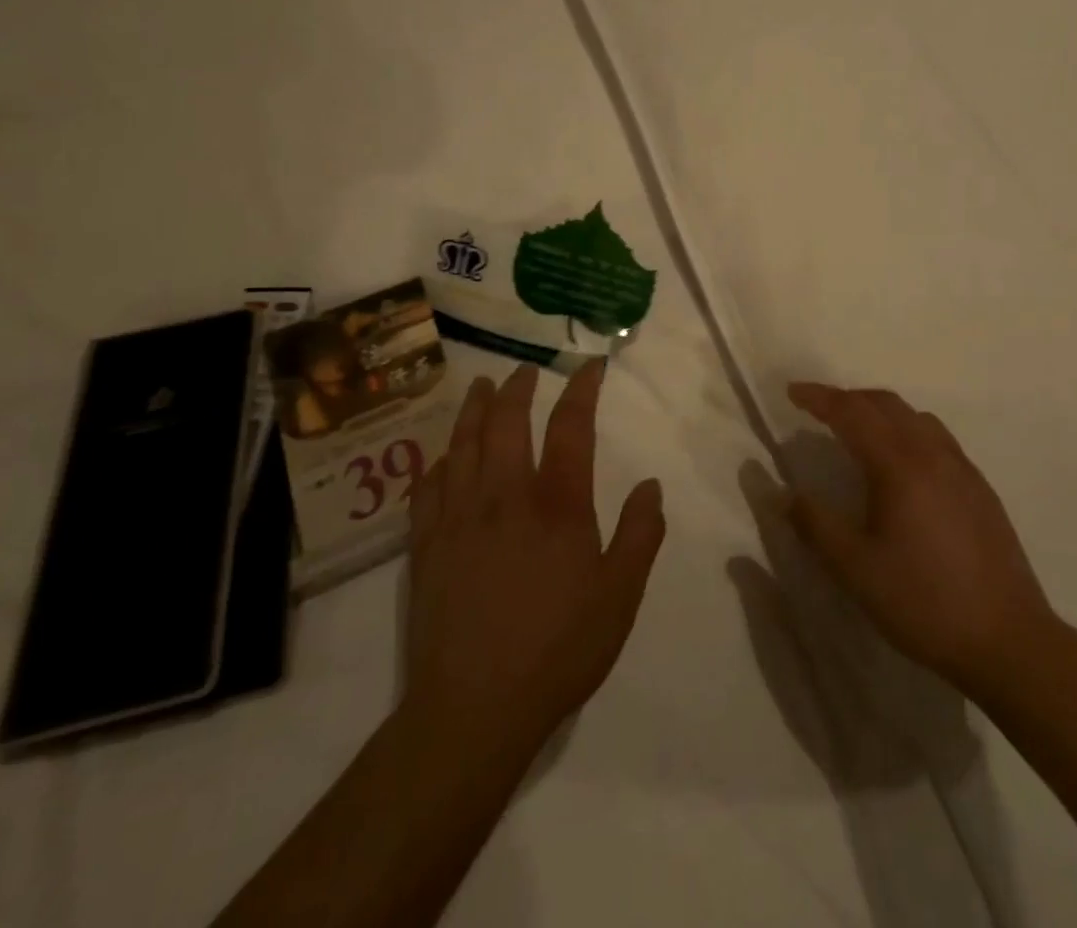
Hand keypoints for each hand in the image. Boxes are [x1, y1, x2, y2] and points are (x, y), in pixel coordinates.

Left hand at [398, 361, 665, 770]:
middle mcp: (505, 497)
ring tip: (480, 387)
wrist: (474, 710)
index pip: (570, 427)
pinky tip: (441, 457)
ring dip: (473, 409)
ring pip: (463, 445)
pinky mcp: (427, 547)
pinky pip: (428, 488)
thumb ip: (641, 534)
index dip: (581, 389)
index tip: (589, 366)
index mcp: (557, 505)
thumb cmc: (558, 650)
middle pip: (506, 423)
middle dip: (517, 388)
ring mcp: (459, 519)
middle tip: (524, 370)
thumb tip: (650, 484)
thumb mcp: (620, 596)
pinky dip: (438, 462)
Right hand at [783, 383, 1054, 700]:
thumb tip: (782, 493)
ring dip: (880, 411)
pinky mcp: (980, 488)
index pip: (852, 412)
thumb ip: (815, 525)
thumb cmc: (923, 602)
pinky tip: (903, 464)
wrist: (1008, 640)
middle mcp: (932, 453)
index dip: (819, 398)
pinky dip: (907, 430)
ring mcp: (962, 468)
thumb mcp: (856, 570)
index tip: (792, 391)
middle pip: (886, 404)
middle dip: (848, 398)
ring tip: (857, 430)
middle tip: (818, 410)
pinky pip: (937, 437)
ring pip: (915, 417)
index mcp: (899, 465)